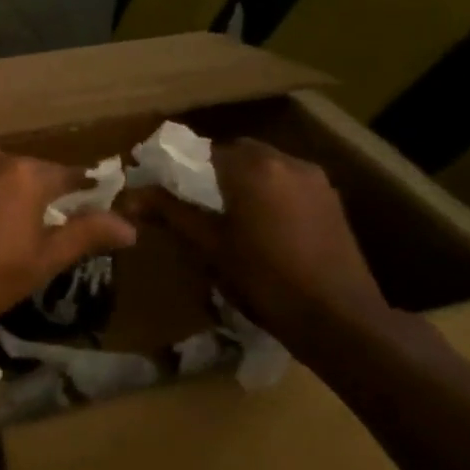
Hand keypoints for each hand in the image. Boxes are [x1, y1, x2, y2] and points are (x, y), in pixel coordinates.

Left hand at [0, 139, 135, 362]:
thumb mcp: (40, 262)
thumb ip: (85, 234)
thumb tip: (129, 225)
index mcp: (23, 172)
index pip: (68, 175)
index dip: (84, 192)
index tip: (94, 205)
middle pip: (29, 172)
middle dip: (40, 197)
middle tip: (44, 231)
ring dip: (6, 196)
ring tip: (5, 234)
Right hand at [127, 138, 389, 351]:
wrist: (340, 319)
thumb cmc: (265, 279)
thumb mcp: (209, 246)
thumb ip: (170, 212)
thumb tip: (128, 196)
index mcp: (251, 167)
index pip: (204, 150)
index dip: (184, 169)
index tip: (173, 192)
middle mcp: (285, 161)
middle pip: (238, 153)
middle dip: (217, 172)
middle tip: (201, 204)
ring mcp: (314, 179)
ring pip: (267, 166)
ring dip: (246, 181)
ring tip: (233, 217)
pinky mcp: (333, 200)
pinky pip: (290, 183)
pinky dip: (272, 193)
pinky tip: (266, 227)